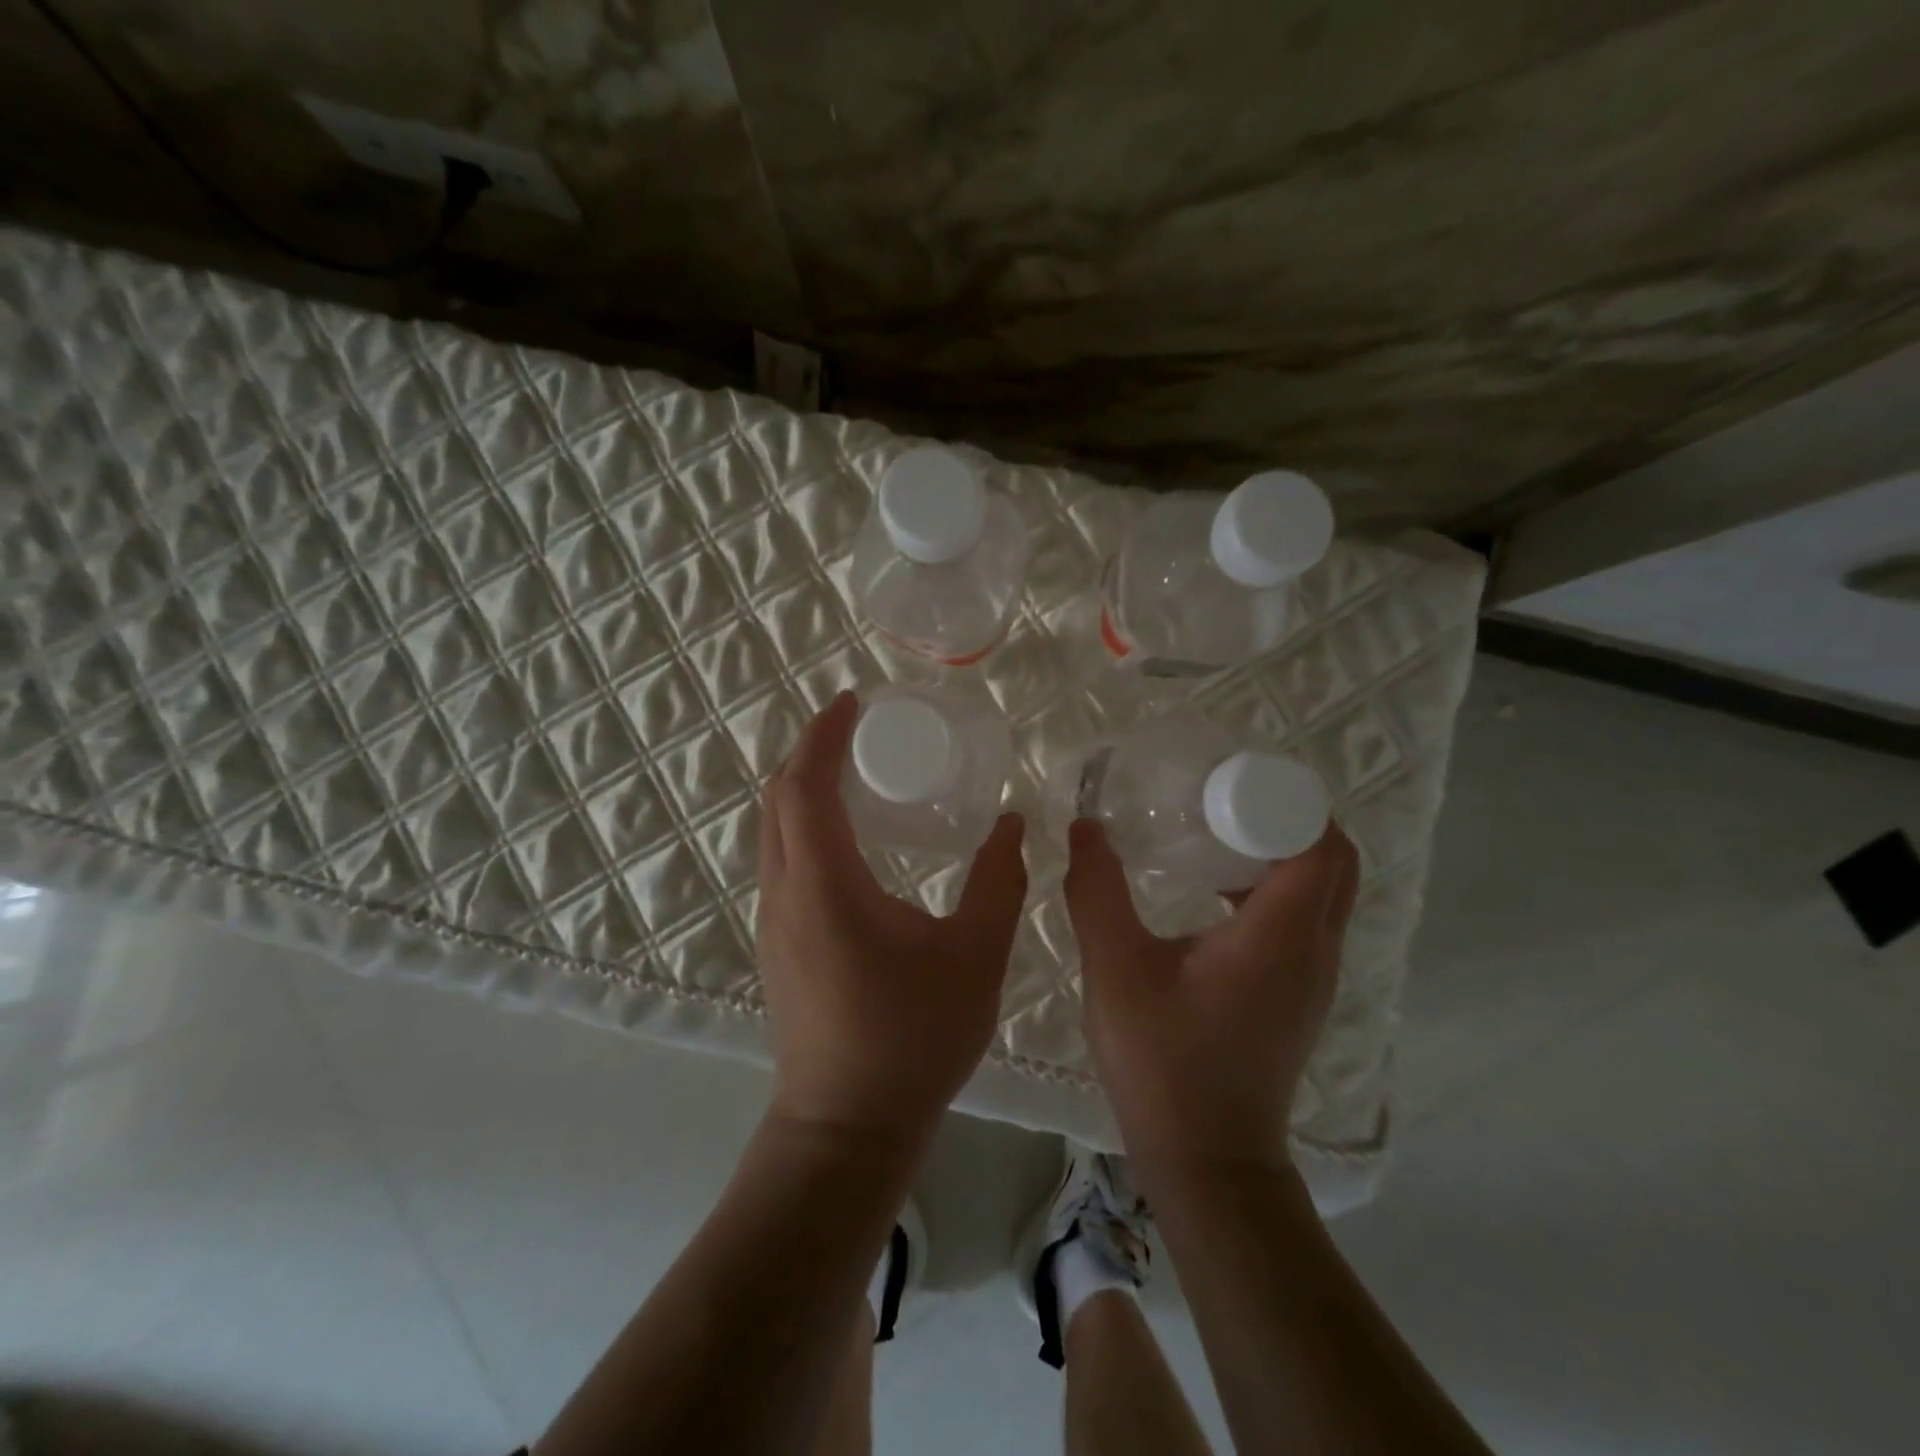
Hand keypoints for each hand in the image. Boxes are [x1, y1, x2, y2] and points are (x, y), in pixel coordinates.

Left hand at [756, 692, 1028, 1138]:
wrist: (846, 1127)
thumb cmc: (913, 1039)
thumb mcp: (975, 957)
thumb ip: (998, 883)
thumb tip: (1012, 824)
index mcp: (825, 885)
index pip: (804, 786)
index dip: (823, 735)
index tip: (852, 702)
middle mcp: (785, 893)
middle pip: (778, 799)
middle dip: (810, 752)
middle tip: (856, 729)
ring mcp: (773, 921)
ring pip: (773, 831)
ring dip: (804, 789)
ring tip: (854, 772)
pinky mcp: (777, 944)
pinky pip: (781, 860)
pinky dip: (804, 825)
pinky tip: (849, 839)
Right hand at [1064, 818, 1359, 1168]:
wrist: (1206, 1158)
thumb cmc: (1163, 1060)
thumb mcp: (1115, 966)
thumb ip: (1096, 890)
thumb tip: (1086, 827)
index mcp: (1282, 932)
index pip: (1319, 841)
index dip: (1284, 800)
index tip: (1227, 784)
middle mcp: (1316, 948)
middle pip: (1331, 858)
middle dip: (1285, 817)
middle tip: (1220, 801)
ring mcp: (1315, 976)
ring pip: (1323, 890)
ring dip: (1282, 851)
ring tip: (1215, 835)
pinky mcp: (1299, 996)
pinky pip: (1306, 919)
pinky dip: (1275, 888)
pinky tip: (1213, 894)